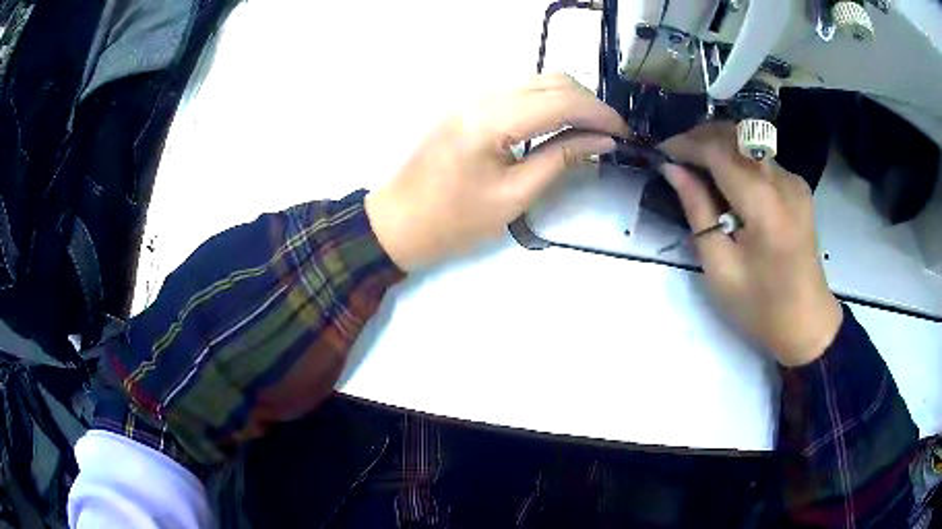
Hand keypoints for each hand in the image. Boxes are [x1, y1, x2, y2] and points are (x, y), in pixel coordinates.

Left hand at [365, 73, 628, 270]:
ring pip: (536, 81)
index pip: (561, 100)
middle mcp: (482, 96)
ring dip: (570, 99)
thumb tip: (602, 142)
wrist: (397, 222)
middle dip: (589, 103)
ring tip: (592, 130)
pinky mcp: (470, 105)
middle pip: (551, 80)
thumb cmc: (453, 221)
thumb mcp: (513, 197)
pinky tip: (561, 123)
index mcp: (491, 119)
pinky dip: (548, 101)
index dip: (599, 114)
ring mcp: (473, 97)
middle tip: (611, 134)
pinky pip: (519, 92)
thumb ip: (560, 160)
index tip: (625, 135)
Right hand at [660, 122, 842, 366]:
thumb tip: (673, 170)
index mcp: (765, 207)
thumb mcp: (720, 267)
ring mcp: (795, 182)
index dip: (687, 145)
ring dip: (719, 147)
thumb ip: (698, 211)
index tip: (661, 152)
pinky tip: (726, 182)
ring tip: (695, 167)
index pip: (720, 152)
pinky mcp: (798, 188)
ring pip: (749, 144)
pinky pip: (761, 160)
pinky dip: (738, 160)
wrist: (807, 323)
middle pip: (737, 136)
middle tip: (676, 157)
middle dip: (701, 138)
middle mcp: (784, 182)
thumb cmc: (760, 307)